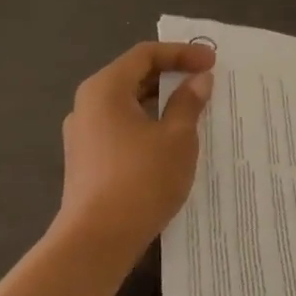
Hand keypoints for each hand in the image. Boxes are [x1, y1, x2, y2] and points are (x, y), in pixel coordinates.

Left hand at [55, 41, 215, 270]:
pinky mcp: (86, 161)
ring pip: (127, 104)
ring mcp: (83, 135)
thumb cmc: (140, 180)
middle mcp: (88, 105)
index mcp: (105, 89)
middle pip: (133, 76)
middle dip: (171, 75)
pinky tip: (171, 141)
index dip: (181, 53)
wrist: (96, 242)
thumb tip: (198, 80)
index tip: (212, 62)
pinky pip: (121, 127)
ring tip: (193, 110)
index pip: (145, 54)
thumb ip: (188, 103)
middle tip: (205, 81)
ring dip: (161, 102)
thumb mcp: (177, 138)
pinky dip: (148, 123)